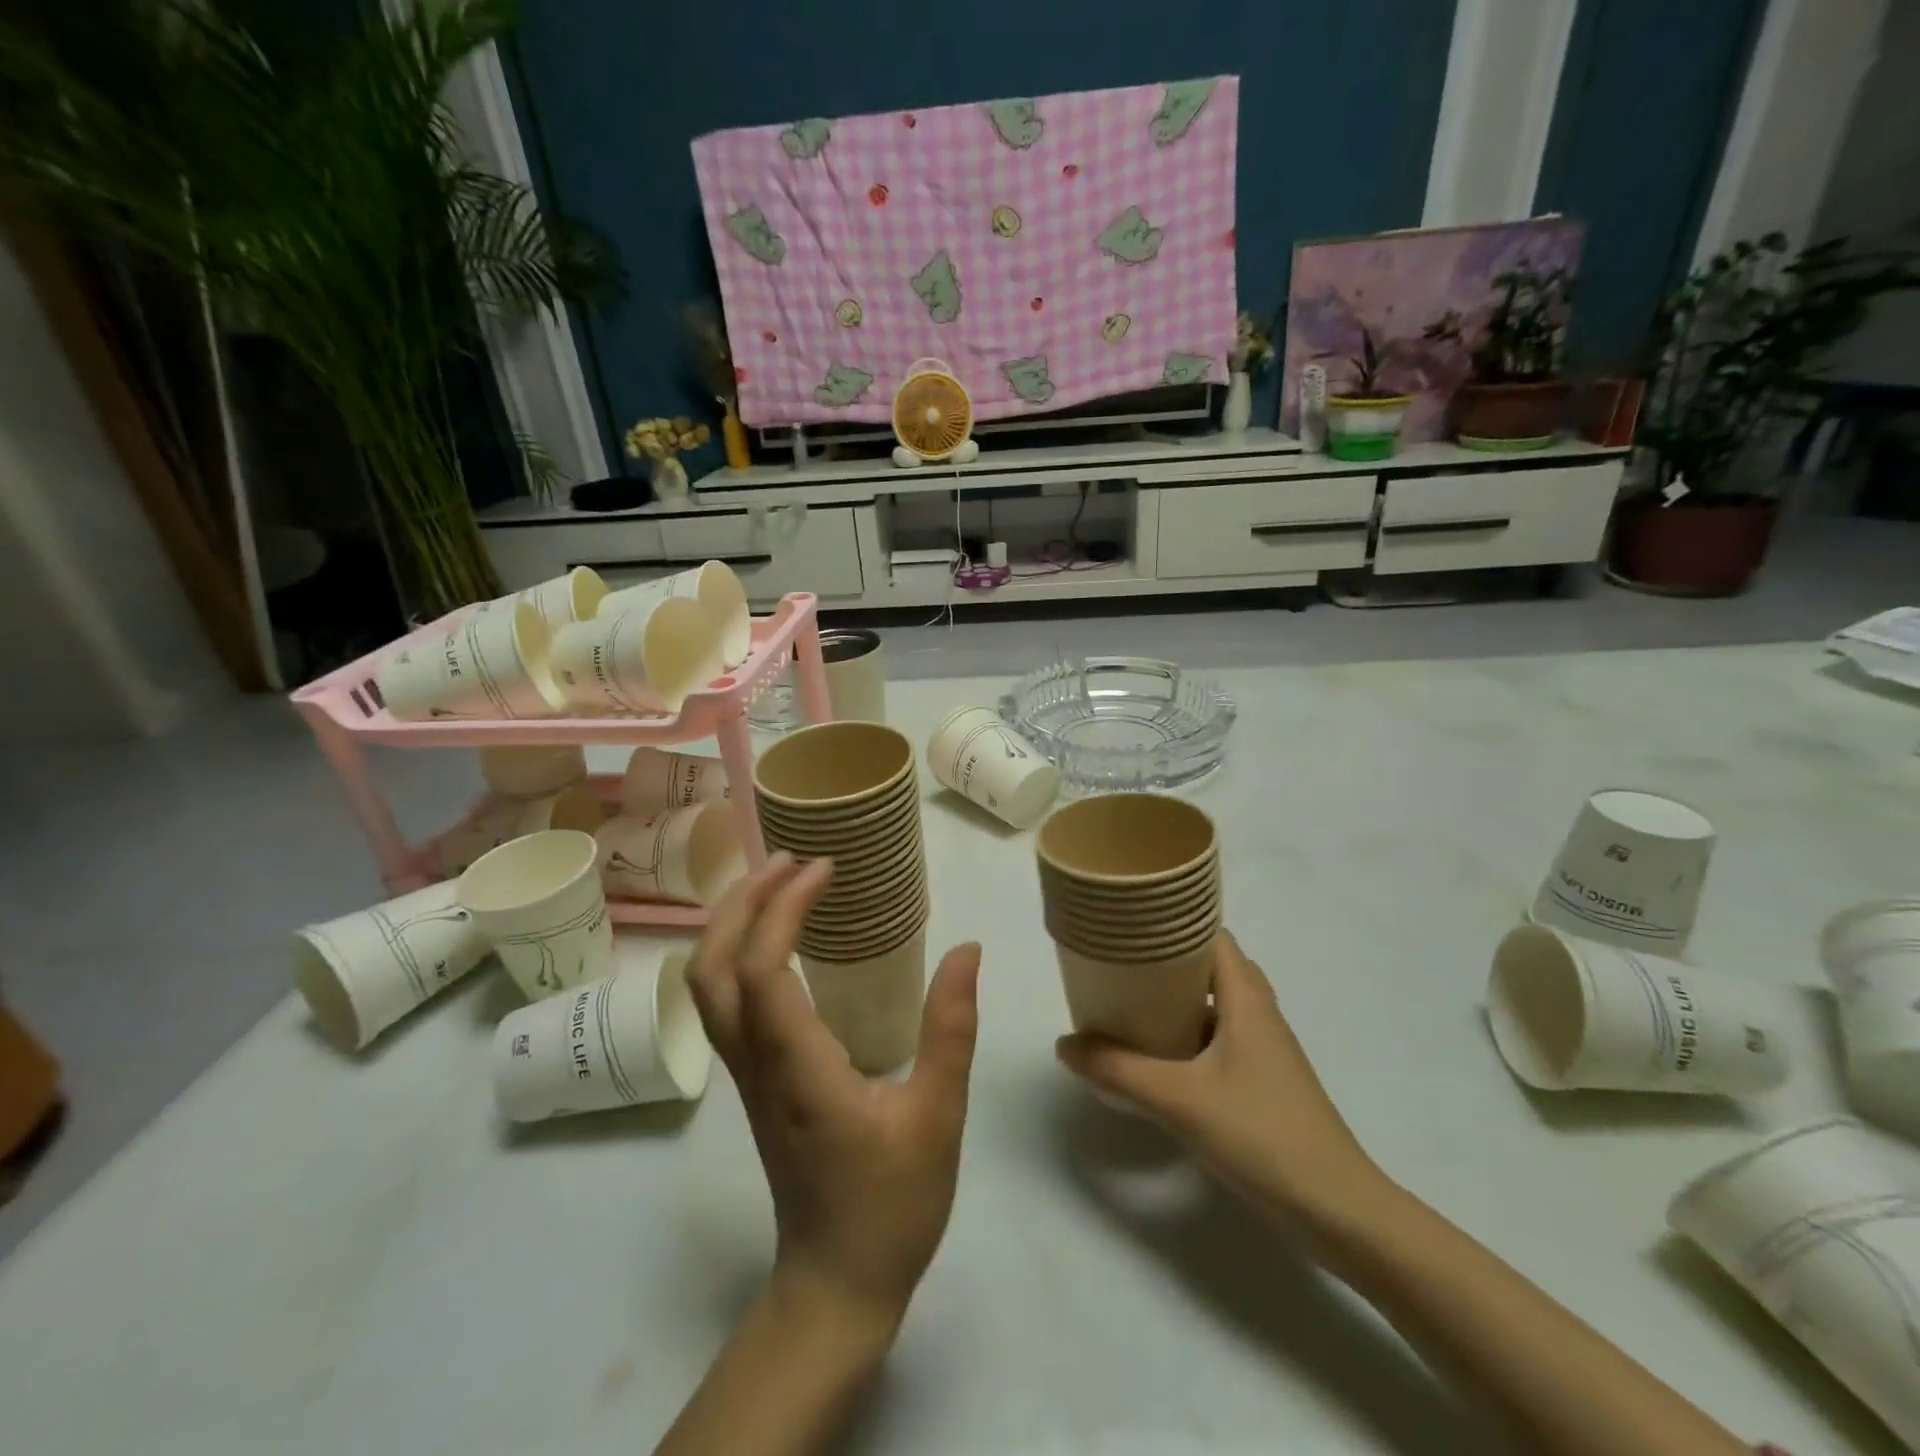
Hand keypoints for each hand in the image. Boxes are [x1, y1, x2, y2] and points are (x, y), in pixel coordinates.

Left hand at [688, 855, 980, 1329]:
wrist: (836, 1286)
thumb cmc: (891, 1205)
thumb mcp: (938, 1115)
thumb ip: (951, 1030)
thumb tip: (967, 951)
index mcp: (795, 1065)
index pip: (763, 965)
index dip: (783, 905)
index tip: (823, 867)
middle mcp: (755, 1062)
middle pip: (713, 967)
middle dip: (742, 901)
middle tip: (789, 859)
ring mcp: (746, 1075)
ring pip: (709, 987)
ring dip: (732, 925)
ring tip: (777, 885)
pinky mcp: (754, 1084)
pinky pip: (727, 1004)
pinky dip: (739, 954)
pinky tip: (778, 943)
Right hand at [1055, 930, 1384, 1224]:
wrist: (1337, 1211)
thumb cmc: (1261, 1135)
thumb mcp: (1179, 1099)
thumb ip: (1119, 1070)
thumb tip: (1065, 1045)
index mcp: (1247, 1000)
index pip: (1213, 936)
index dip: (1175, 923)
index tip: (1132, 925)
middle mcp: (1260, 1015)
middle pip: (1213, 968)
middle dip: (1169, 962)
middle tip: (1124, 965)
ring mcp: (1265, 1052)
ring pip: (1218, 1007)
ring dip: (1179, 1001)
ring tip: (1132, 1004)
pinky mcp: (1264, 1084)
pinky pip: (1221, 1040)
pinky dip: (1190, 1036)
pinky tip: (1161, 1059)